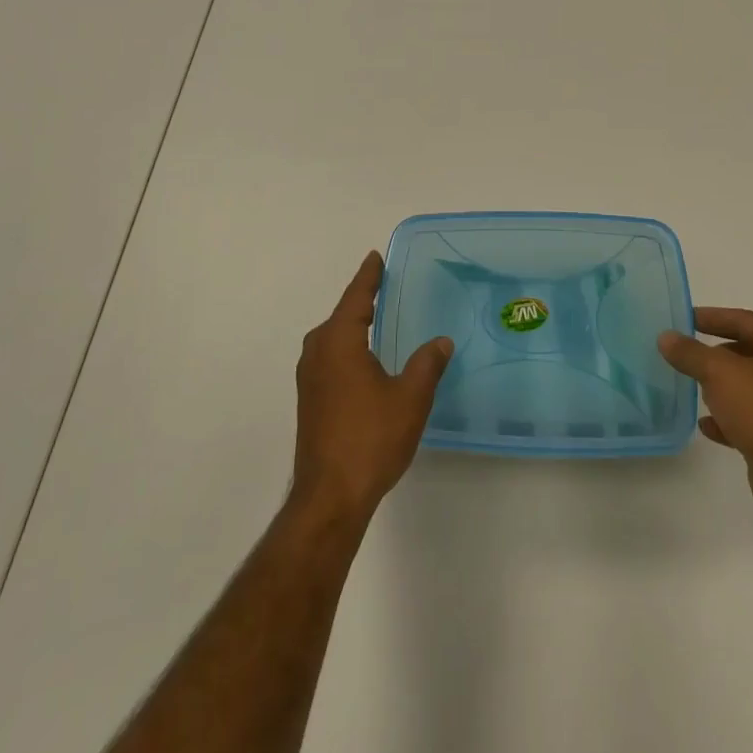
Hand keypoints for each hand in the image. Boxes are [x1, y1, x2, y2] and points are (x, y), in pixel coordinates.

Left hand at [292, 251, 452, 521]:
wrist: (330, 495)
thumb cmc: (371, 438)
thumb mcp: (410, 398)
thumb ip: (427, 364)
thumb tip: (441, 341)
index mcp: (339, 341)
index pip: (356, 298)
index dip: (368, 277)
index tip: (375, 257)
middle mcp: (318, 352)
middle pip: (341, 315)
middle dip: (361, 300)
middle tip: (383, 285)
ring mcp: (310, 378)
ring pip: (333, 338)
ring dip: (353, 325)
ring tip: (377, 317)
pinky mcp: (311, 400)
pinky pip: (331, 357)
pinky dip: (348, 347)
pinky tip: (365, 359)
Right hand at [658, 308, 752, 523]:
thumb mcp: (718, 373)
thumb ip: (690, 353)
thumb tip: (666, 337)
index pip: (744, 320)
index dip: (711, 317)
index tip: (684, 319)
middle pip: (750, 352)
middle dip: (717, 354)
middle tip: (688, 355)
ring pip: (752, 387)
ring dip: (724, 387)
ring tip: (695, 389)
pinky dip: (731, 418)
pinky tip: (708, 426)